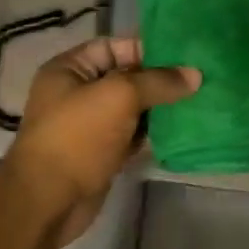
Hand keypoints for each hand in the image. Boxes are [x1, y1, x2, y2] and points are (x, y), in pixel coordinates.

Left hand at [6, 36, 199, 248]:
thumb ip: (157, 82)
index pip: (113, 46)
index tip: (184, 55)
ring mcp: (89, 125)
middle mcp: (77, 92)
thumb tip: (195, 74)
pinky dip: (153, 133)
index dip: (146, 48)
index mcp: (69, 69)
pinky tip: (182, 129)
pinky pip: (132, 135)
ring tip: (198, 101)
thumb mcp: (119, 97)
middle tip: (199, 78)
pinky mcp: (101, 153)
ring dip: (160, 107)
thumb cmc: (77, 137)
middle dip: (159, 79)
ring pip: (132, 108)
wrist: (48, 201)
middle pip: (125, 77)